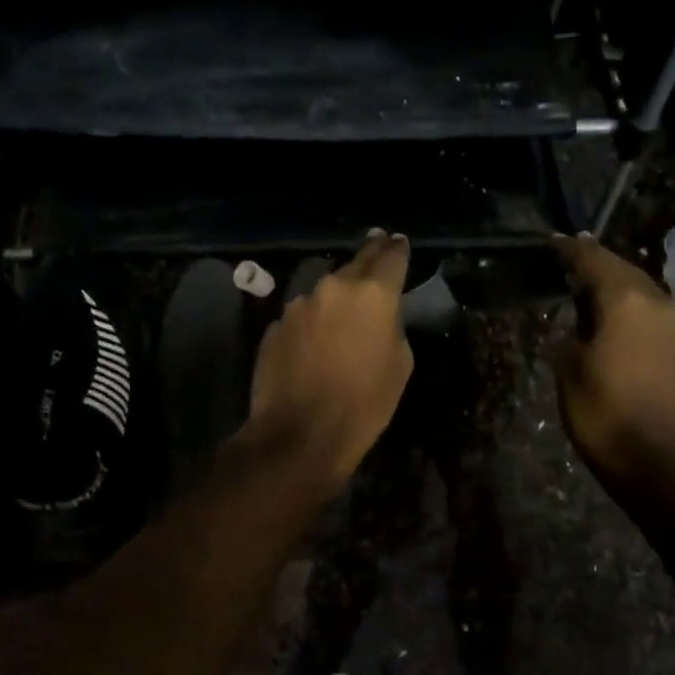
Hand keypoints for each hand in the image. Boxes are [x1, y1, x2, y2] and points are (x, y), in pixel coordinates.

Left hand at [244, 230, 414, 483]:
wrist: (300, 434)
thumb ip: (392, 326)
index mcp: (372, 294)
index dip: (397, 248)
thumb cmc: (364, 404)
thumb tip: (379, 317)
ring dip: (336, 296)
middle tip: (377, 242)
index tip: (399, 240)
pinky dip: (312, 323)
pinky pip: (302, 317)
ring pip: (324, 291)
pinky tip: (315, 344)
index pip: (390, 258)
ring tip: (344, 311)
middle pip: (355, 264)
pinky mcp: (274, 327)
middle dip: (369, 255)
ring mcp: (298, 306)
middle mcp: (333, 288)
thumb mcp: (399, 365)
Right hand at [555, 233, 674, 477]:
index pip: (595, 260)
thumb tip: (576, 328)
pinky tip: (621, 326)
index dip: (572, 250)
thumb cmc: (603, 412)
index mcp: (627, 302)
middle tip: (574, 262)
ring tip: (594, 293)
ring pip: (646, 295)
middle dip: (599, 266)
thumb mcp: (569, 370)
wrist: (659, 462)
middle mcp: (661, 304)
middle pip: (626, 272)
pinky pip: (658, 319)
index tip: (555, 242)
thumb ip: (570, 336)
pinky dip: (636, 314)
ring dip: (620, 290)